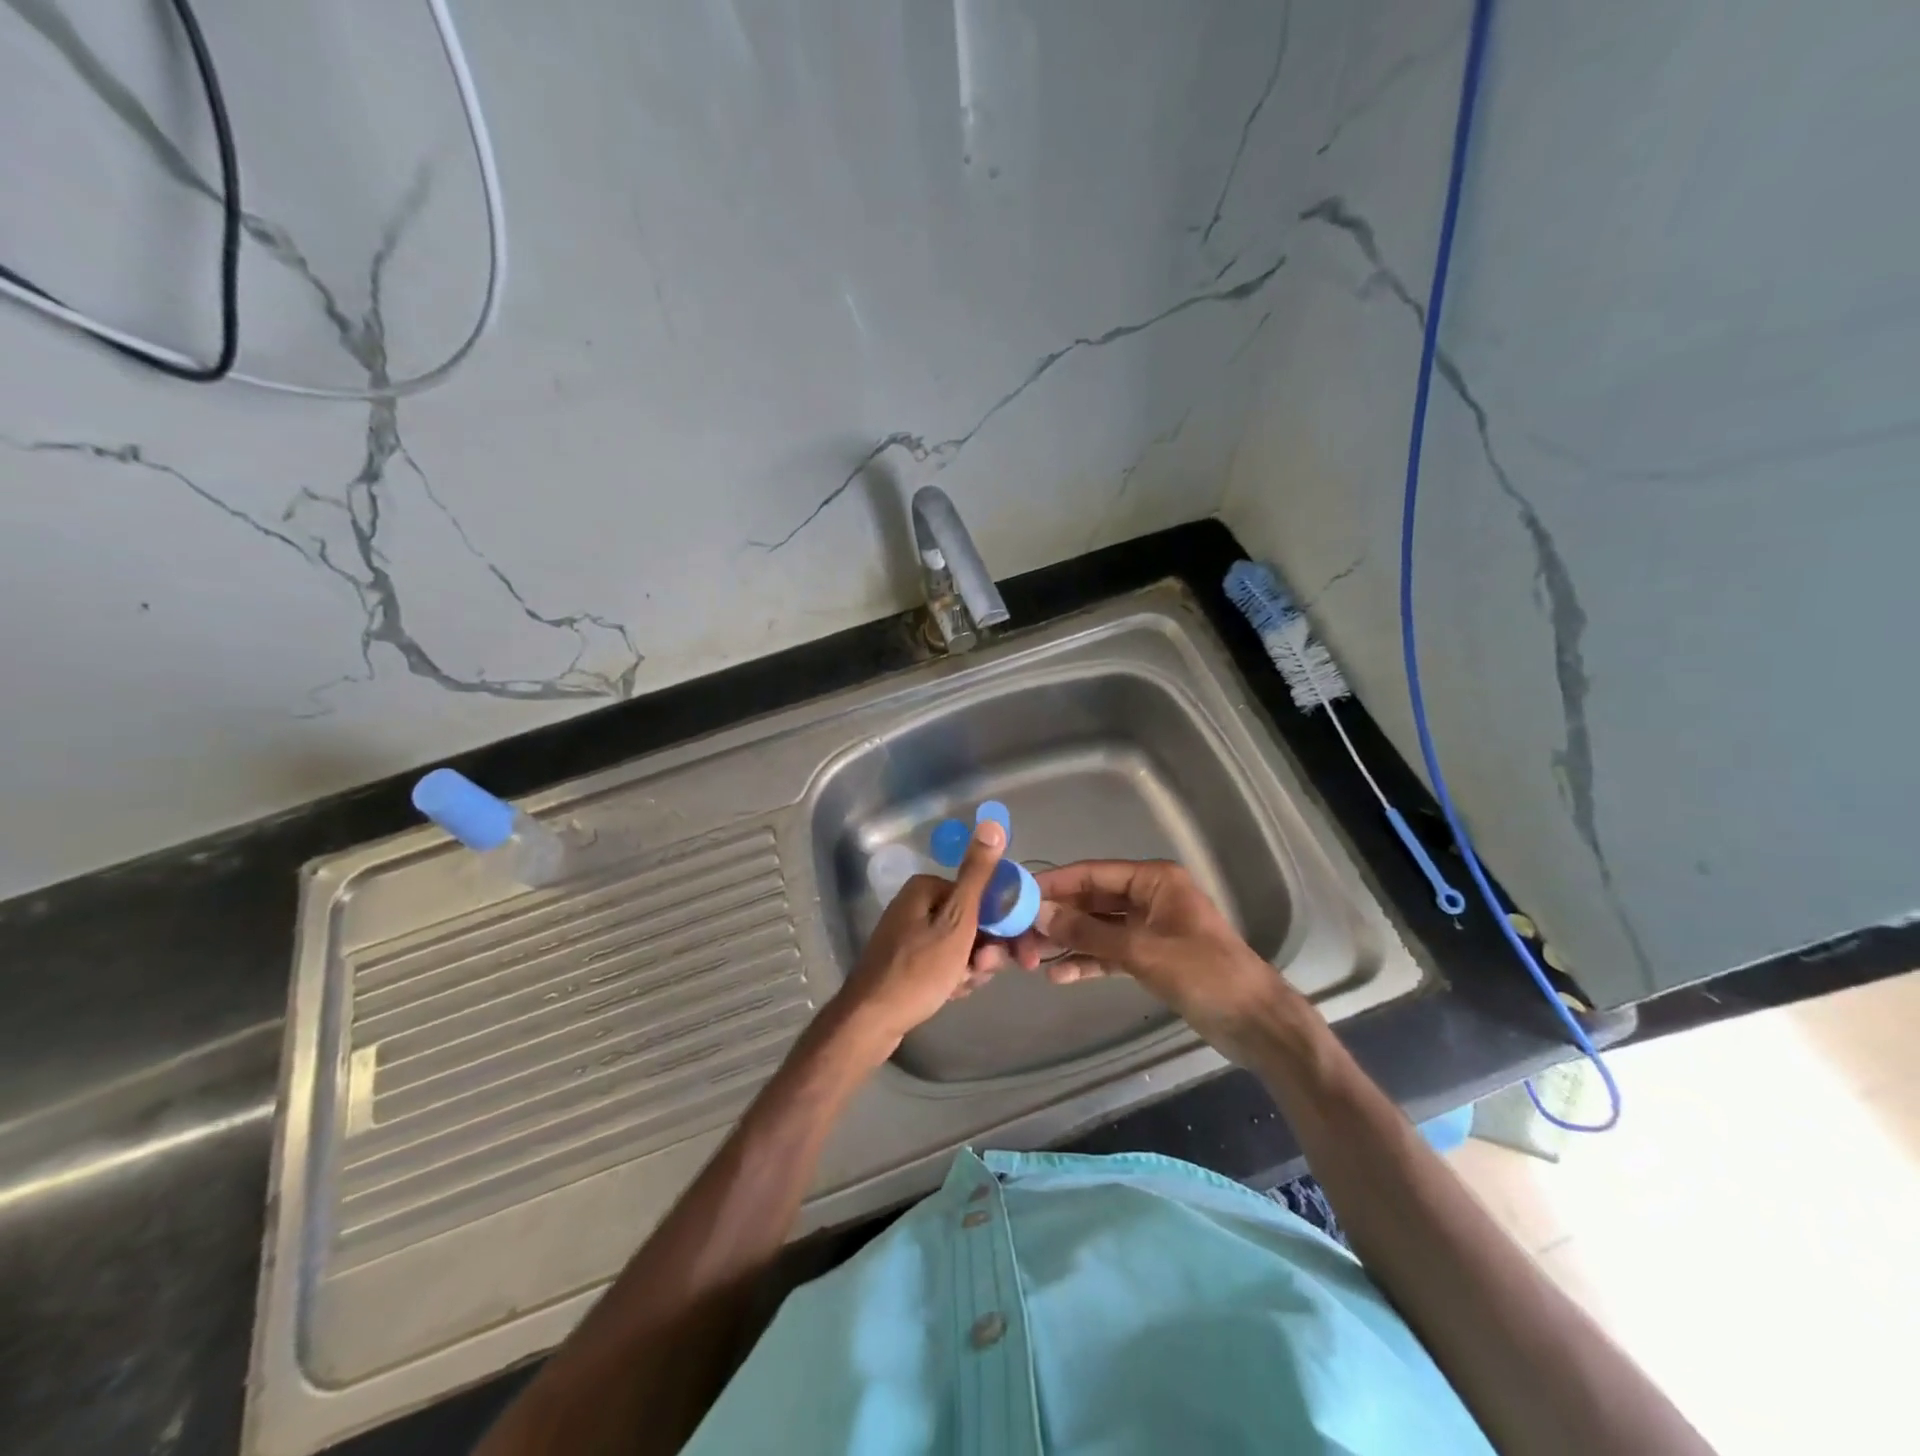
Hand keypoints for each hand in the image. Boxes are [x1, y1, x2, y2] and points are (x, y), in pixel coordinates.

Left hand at [831, 819, 1007, 1055]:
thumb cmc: (918, 970)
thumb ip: (978, 876)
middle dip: (984, 950)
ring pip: (961, 946)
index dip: (1003, 926)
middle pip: (972, 923)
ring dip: (970, 967)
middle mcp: (916, 905)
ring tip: (959, 986)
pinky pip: (944, 963)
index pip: (982, 897)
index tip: (1015, 953)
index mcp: (926, 888)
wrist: (871, 1021)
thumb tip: (992, 823)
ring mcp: (910, 934)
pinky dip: (953, 977)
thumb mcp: (957, 921)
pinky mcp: (907, 961)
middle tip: (979, 972)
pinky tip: (950, 993)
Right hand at [971, 859, 1294, 1061]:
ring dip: (1068, 941)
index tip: (1018, 895)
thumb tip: (1039, 914)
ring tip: (1030, 957)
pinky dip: (1087, 961)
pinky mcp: (1150, 958)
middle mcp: (1149, 897)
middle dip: (1057, 917)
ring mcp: (1149, 928)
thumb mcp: (1141, 950)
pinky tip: (1059, 975)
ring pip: (1097, 928)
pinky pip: (1109, 953)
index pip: (1092, 874)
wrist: (1254, 1022)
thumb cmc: (1203, 973)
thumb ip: (1088, 931)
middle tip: (1018, 934)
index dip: (1055, 883)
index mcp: (1153, 880)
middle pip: (1092, 901)